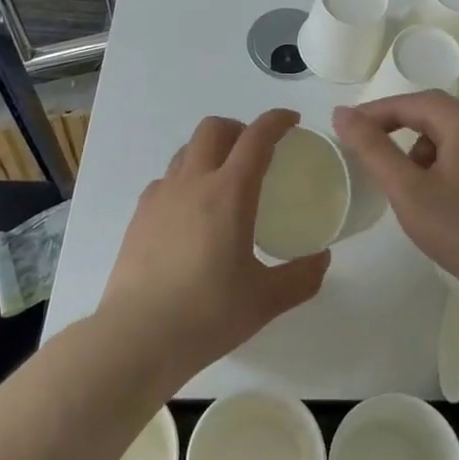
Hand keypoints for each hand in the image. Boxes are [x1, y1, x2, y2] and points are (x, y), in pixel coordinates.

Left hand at [98, 109, 328, 388]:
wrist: (135, 338)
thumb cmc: (206, 315)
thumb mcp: (265, 301)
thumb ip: (301, 277)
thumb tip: (323, 259)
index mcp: (229, 193)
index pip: (256, 138)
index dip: (276, 121)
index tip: (291, 121)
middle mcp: (193, 182)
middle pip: (214, 128)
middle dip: (239, 128)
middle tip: (256, 152)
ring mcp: (161, 196)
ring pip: (187, 150)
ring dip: (210, 151)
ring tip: (224, 181)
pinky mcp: (139, 215)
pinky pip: (167, 179)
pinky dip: (185, 180)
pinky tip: (191, 213)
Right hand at [332, 91, 458, 298]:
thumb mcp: (407, 189)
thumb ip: (373, 148)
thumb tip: (342, 114)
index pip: (408, 102)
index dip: (373, 112)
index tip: (344, 129)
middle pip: (427, 111)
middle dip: (392, 124)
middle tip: (362, 143)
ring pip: (440, 132)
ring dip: (411, 144)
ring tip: (392, 174)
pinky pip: (453, 152)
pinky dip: (430, 162)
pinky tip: (422, 192)